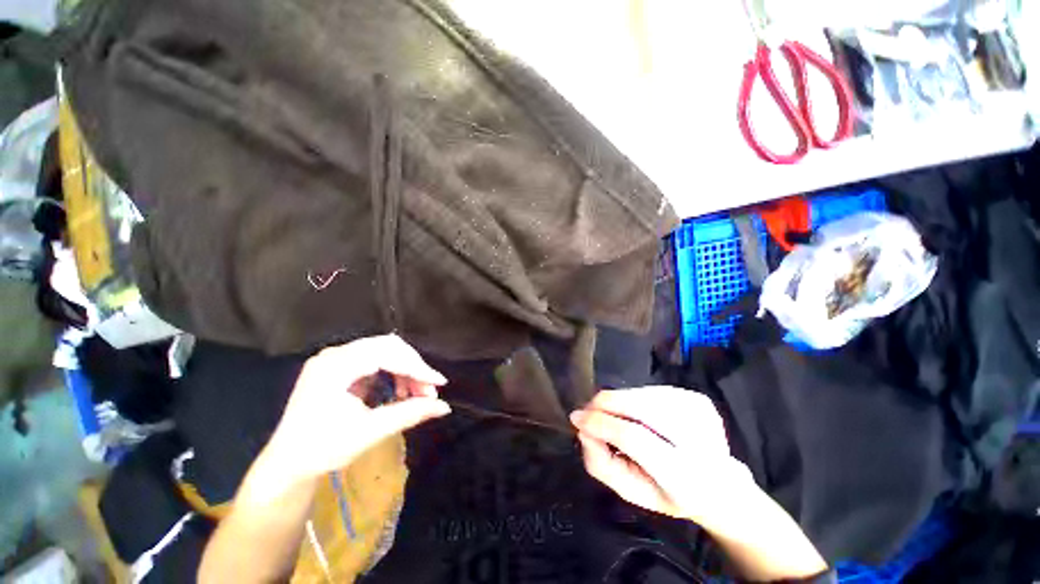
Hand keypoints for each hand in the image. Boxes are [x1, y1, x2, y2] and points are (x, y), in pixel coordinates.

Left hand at [263, 335, 450, 484]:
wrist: (287, 465)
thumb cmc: (324, 449)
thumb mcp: (370, 431)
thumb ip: (410, 414)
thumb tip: (445, 407)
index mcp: (336, 366)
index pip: (388, 355)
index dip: (417, 368)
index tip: (439, 383)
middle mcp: (335, 354)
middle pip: (388, 347)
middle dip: (413, 367)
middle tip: (428, 390)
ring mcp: (335, 359)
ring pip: (383, 351)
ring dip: (404, 370)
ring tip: (416, 394)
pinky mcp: (338, 367)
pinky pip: (374, 360)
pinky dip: (392, 373)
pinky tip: (399, 391)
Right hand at [570, 387, 754, 529]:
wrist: (720, 485)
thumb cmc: (670, 494)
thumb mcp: (632, 492)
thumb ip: (601, 464)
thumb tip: (584, 429)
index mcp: (684, 476)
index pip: (634, 437)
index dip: (601, 423)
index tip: (577, 418)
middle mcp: (699, 439)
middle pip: (640, 407)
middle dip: (605, 403)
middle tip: (588, 410)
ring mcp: (702, 413)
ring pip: (643, 394)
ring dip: (619, 400)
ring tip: (614, 416)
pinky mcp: (699, 398)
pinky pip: (652, 390)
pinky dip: (635, 398)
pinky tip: (637, 412)